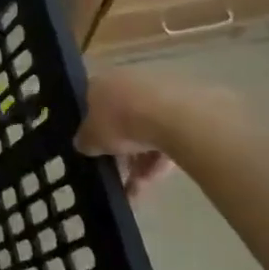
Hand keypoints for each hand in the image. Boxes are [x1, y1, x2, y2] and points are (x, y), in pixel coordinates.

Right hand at [76, 69, 238, 199]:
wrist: (173, 116)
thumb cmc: (120, 121)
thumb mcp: (91, 138)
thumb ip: (84, 141)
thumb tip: (83, 144)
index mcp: (100, 82)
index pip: (90, 102)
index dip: (91, 127)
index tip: (93, 148)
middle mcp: (127, 81)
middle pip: (120, 117)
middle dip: (119, 148)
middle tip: (117, 174)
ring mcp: (158, 92)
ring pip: (145, 129)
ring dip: (140, 159)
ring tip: (138, 188)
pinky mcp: (185, 107)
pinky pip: (167, 135)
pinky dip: (160, 157)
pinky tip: (155, 179)